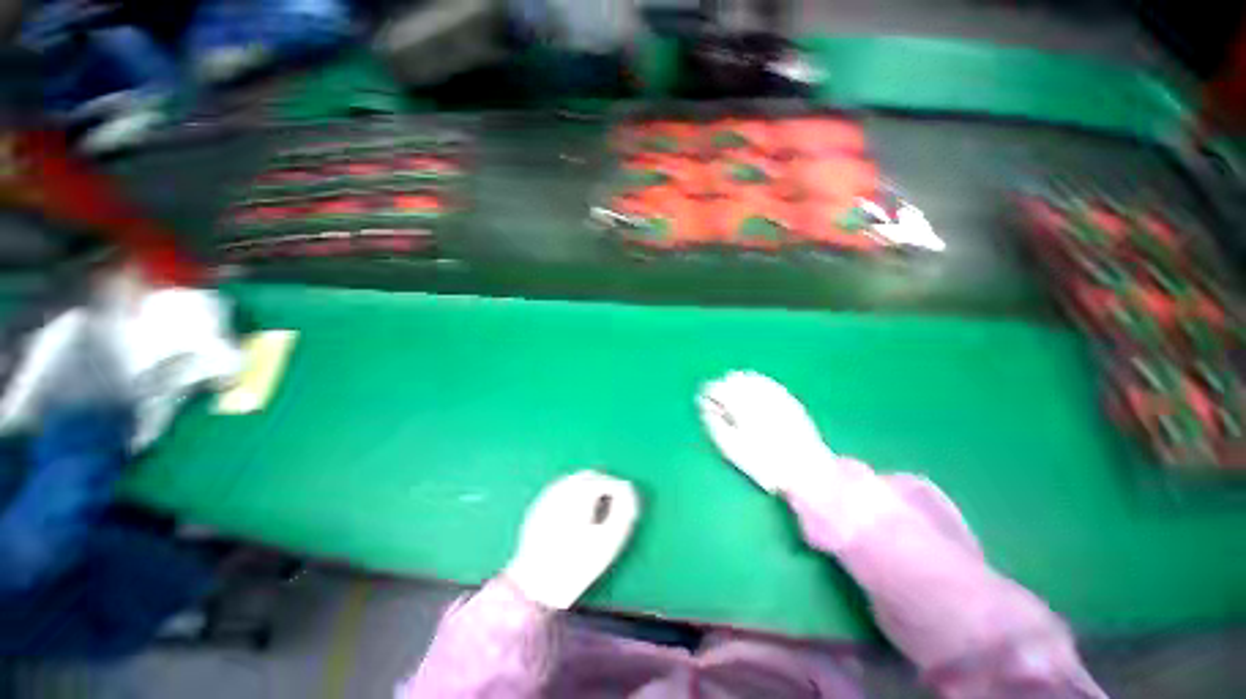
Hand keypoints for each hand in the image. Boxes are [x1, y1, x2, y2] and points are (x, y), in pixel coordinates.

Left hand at [504, 470, 639, 609]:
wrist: (536, 586)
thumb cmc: (578, 562)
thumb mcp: (611, 539)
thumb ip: (625, 509)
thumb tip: (629, 489)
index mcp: (581, 490)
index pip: (608, 481)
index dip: (621, 493)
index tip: (627, 511)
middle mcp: (562, 486)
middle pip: (591, 476)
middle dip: (604, 488)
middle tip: (612, 510)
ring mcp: (548, 495)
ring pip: (575, 481)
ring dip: (588, 491)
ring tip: (593, 517)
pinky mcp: (538, 507)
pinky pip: (561, 492)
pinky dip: (572, 498)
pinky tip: (574, 520)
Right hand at [696, 371, 835, 493]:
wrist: (806, 469)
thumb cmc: (763, 462)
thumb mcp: (730, 447)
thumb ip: (713, 423)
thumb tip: (705, 407)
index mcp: (741, 403)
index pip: (716, 387)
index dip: (707, 395)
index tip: (706, 405)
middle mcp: (757, 392)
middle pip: (732, 378)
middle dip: (722, 388)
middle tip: (720, 405)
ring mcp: (774, 392)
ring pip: (749, 376)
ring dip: (738, 385)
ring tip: (737, 402)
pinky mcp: (788, 397)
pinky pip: (766, 382)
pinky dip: (755, 386)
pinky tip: (755, 399)